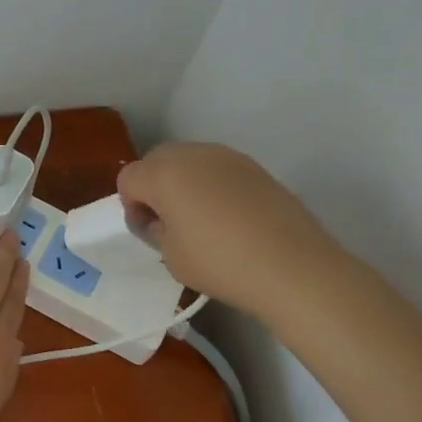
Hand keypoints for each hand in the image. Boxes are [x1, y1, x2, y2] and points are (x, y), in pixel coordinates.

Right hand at [116, 143, 336, 313]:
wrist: (293, 267)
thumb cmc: (221, 263)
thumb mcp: (171, 257)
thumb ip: (156, 230)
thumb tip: (160, 219)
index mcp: (163, 174)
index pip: (128, 178)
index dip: (131, 205)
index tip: (148, 230)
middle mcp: (192, 154)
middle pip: (157, 160)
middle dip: (154, 186)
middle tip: (169, 222)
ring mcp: (227, 157)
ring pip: (189, 160)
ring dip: (184, 182)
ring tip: (201, 219)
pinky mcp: (255, 167)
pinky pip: (218, 169)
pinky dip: (212, 185)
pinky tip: (229, 217)